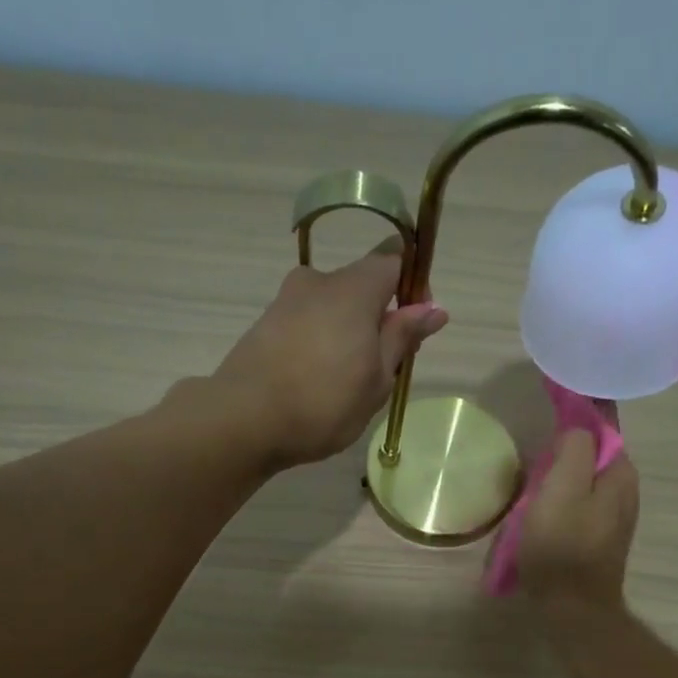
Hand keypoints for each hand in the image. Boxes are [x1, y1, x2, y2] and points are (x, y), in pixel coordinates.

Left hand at [213, 240, 448, 468]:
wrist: (243, 421)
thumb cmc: (324, 403)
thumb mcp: (377, 378)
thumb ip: (402, 337)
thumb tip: (433, 308)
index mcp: (354, 288)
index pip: (393, 257)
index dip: (412, 285)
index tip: (415, 325)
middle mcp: (318, 281)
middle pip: (361, 285)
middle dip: (379, 317)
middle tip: (384, 367)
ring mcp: (286, 301)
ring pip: (332, 307)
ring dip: (348, 334)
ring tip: (347, 384)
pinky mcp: (264, 325)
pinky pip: (307, 324)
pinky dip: (320, 344)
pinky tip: (317, 384)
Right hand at [518, 429, 638, 611]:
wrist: (572, 610)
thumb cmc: (562, 547)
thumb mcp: (562, 488)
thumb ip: (573, 450)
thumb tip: (577, 429)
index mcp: (620, 474)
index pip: (604, 427)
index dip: (579, 414)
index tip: (552, 409)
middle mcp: (624, 492)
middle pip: (591, 456)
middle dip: (564, 453)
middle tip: (533, 461)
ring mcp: (612, 519)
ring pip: (581, 483)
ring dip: (557, 481)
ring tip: (530, 489)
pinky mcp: (597, 540)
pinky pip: (576, 507)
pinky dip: (558, 504)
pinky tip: (537, 516)